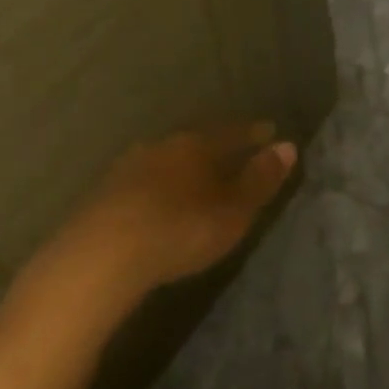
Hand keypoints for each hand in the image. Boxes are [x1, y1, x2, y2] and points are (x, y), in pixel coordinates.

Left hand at [33, 122, 296, 304]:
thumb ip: (260, 179)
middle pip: (196, 142)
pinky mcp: (102, 195)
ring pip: (166, 160)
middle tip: (233, 155)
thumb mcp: (233, 210)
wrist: (100, 257)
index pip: (232, 132)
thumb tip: (288, 146)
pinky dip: (158, 188)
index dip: (252, 134)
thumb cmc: (181, 229)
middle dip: (216, 148)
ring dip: (183, 168)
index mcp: (195, 144)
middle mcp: (160, 146)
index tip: (269, 132)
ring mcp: (127, 168)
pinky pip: (142, 182)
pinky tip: (159, 203)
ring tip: (196, 181)